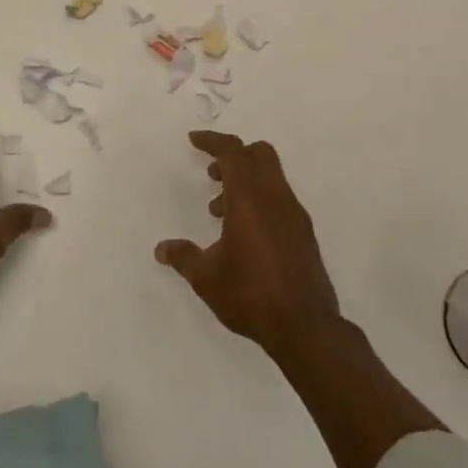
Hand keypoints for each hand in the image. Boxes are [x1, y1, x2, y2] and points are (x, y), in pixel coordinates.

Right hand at [155, 131, 341, 357]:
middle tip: (212, 174)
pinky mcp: (304, 233)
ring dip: (245, 182)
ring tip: (219, 213)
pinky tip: (244, 235)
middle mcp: (275, 197)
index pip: (233, 151)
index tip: (194, 140)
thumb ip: (183, 257)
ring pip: (271, 177)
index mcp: (250, 197)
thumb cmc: (250, 294)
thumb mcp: (206, 278)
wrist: (305, 326)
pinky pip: (279, 199)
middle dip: (234, 156)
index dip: (212, 141)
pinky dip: (260, 201)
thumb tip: (162, 249)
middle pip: (259, 154)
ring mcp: (294, 214)